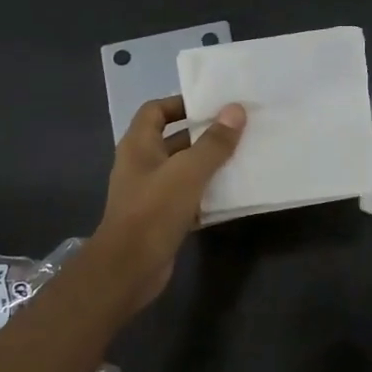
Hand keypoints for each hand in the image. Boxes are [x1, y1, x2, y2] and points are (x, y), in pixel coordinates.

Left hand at [88, 96, 244, 311]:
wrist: (129, 268)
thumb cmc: (154, 210)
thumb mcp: (189, 171)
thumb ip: (214, 142)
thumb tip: (236, 110)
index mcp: (138, 145)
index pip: (155, 110)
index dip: (180, 103)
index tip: (212, 105)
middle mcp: (141, 165)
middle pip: (173, 140)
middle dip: (203, 135)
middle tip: (237, 130)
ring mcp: (150, 193)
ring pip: (183, 170)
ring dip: (208, 165)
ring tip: (242, 157)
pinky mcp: (161, 218)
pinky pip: (187, 197)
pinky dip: (207, 193)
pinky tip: (232, 193)